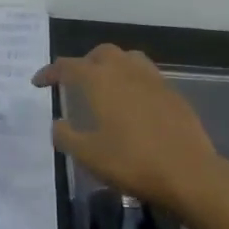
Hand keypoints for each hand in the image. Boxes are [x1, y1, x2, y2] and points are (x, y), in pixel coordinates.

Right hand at [32, 45, 227, 210]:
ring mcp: (154, 81)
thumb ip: (66, 136)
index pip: (68, 66)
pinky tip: (133, 103)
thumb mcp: (88, 155)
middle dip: (84, 63)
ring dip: (112, 66)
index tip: (38, 83)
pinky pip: (148, 76)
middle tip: (74, 82)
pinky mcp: (174, 95)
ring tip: (105, 85)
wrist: (190, 174)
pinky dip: (133, 81)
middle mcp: (126, 71)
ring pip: (128, 59)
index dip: (50, 72)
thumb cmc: (132, 162)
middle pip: (101, 54)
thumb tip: (58, 124)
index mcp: (101, 81)